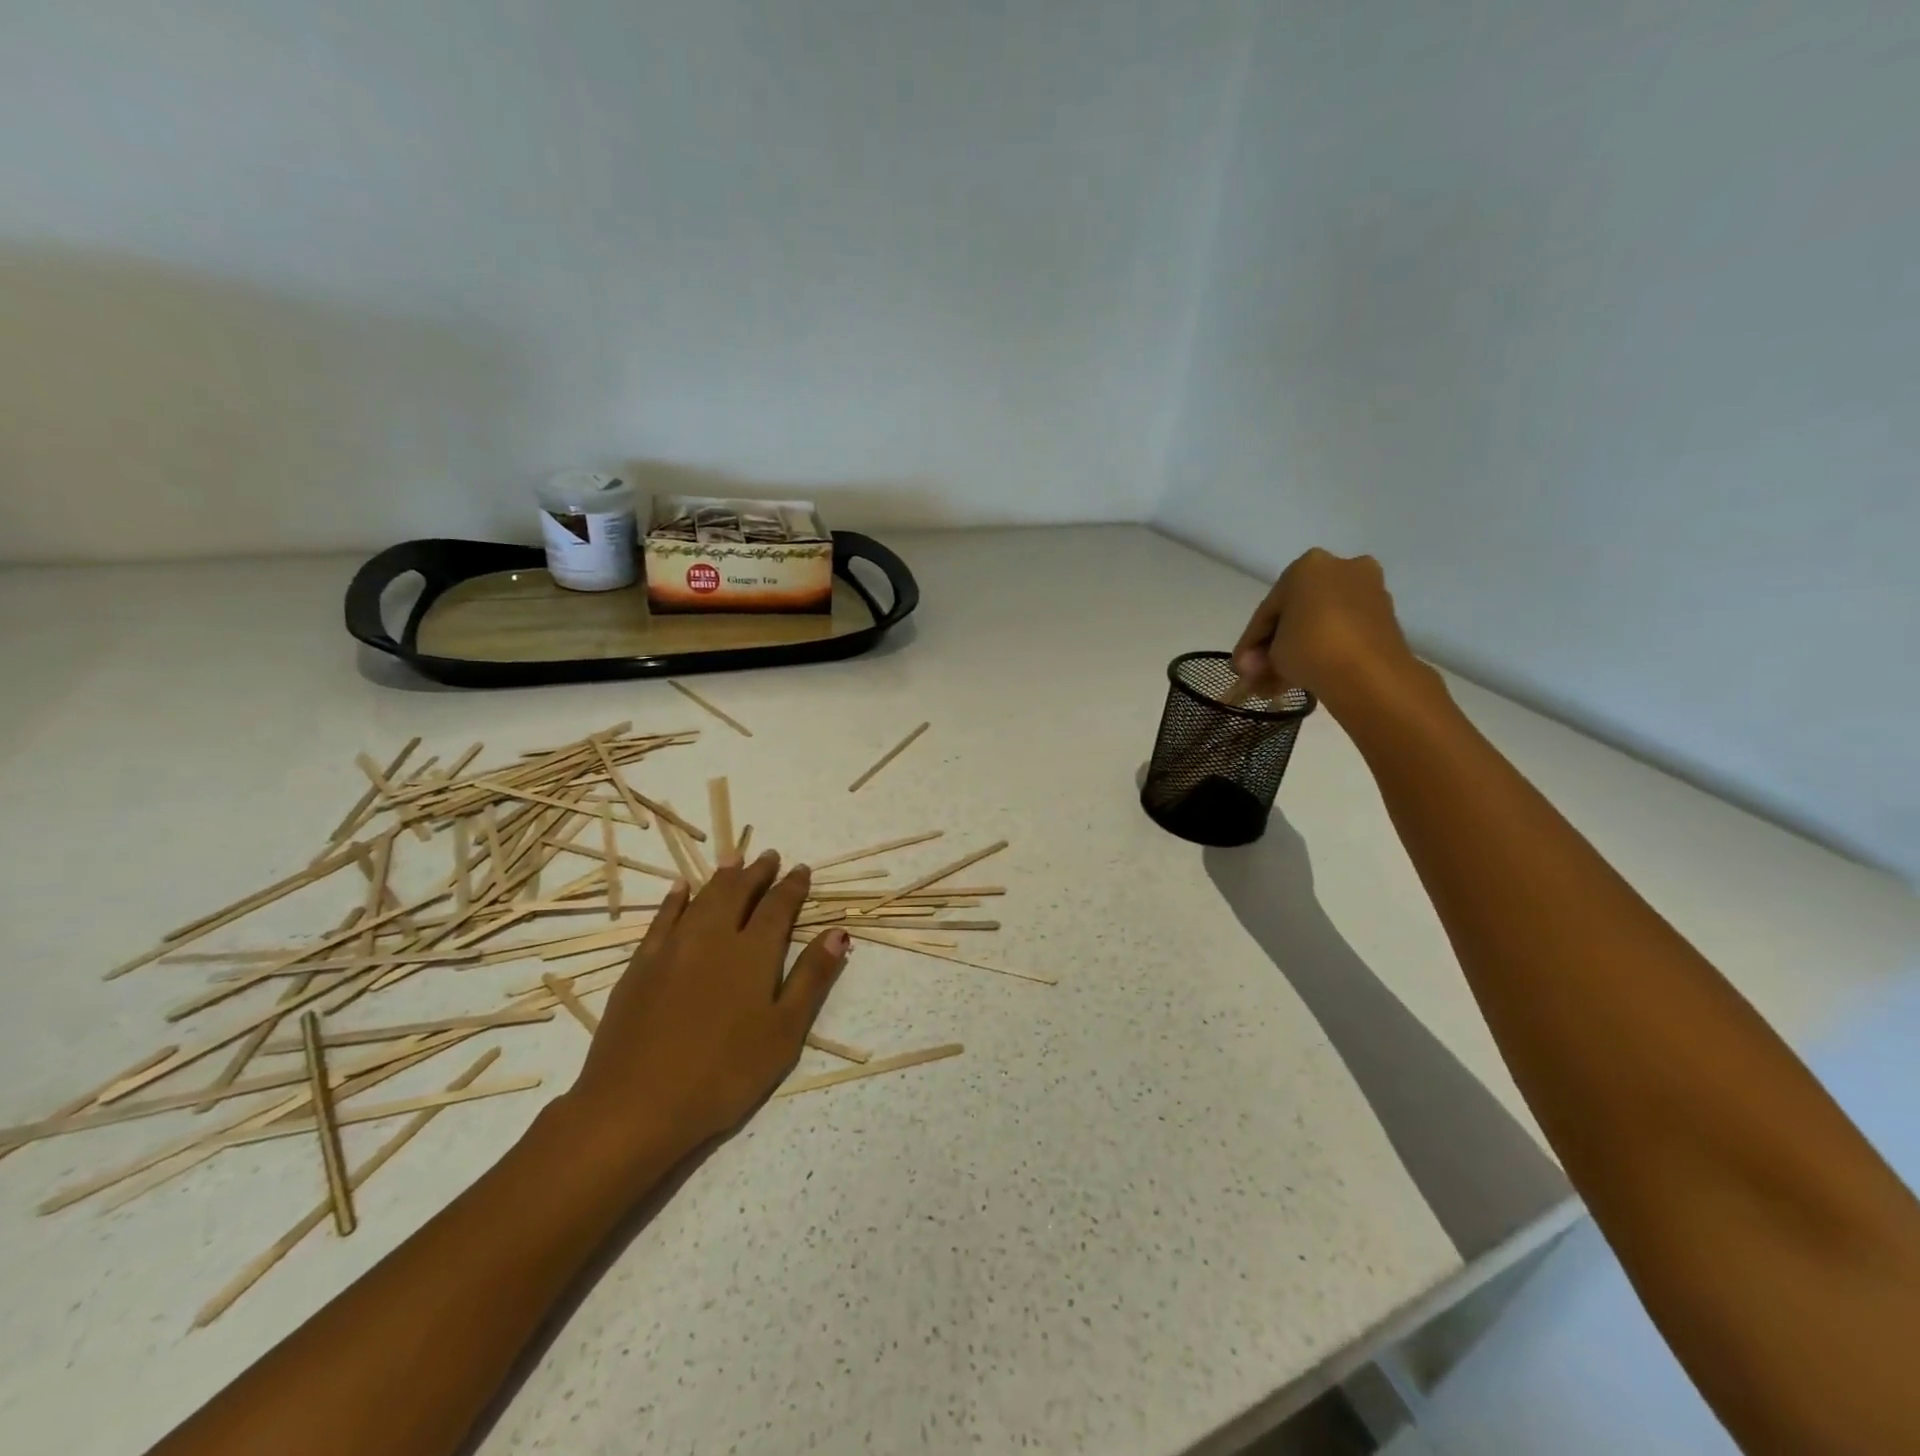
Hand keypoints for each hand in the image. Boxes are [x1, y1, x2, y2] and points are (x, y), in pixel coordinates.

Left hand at [562, 852, 849, 1170]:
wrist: (634, 1105)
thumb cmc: (723, 1074)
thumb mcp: (783, 1033)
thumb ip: (811, 978)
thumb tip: (839, 933)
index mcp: (753, 953)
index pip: (778, 906)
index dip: (792, 886)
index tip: (802, 869)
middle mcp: (714, 937)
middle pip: (739, 893)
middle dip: (757, 873)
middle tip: (769, 856)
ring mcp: (673, 948)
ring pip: (702, 898)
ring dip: (722, 876)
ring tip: (735, 859)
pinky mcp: (641, 965)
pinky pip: (662, 918)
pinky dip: (675, 898)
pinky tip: (680, 888)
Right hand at [1232, 548, 1427, 712]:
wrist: (1370, 673)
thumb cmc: (1311, 649)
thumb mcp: (1272, 654)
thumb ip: (1258, 656)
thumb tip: (1251, 667)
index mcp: (1307, 565)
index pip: (1268, 609)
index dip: (1251, 642)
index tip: (1241, 667)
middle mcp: (1340, 567)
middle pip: (1296, 613)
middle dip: (1276, 646)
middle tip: (1260, 676)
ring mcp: (1367, 590)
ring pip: (1320, 623)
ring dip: (1299, 650)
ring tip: (1280, 683)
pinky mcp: (1385, 615)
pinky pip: (1343, 631)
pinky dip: (1325, 649)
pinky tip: (1306, 675)